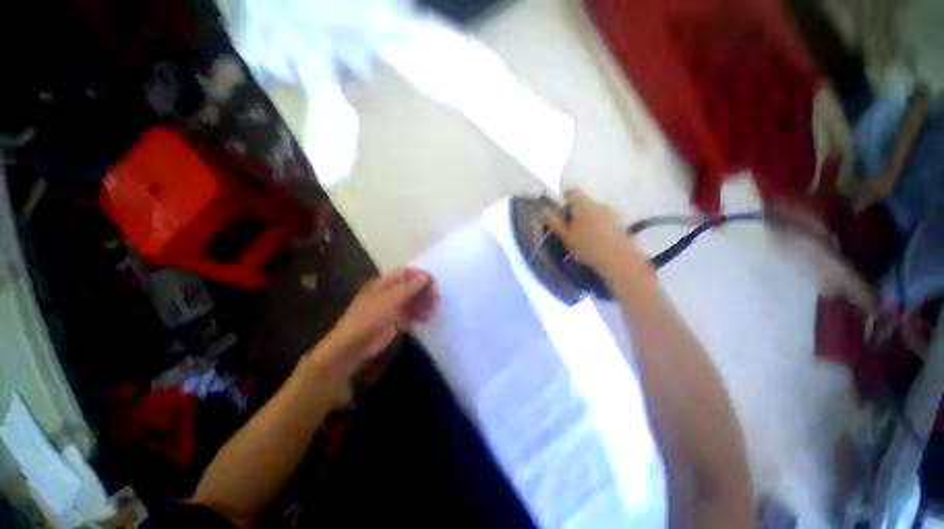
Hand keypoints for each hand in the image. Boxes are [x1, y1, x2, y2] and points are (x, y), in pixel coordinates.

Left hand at [317, 268, 438, 374]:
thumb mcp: (389, 300)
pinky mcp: (394, 321)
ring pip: (412, 301)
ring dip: (423, 304)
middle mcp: (388, 292)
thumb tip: (424, 277)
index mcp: (383, 283)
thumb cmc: (369, 318)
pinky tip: (425, 320)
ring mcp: (391, 307)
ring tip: (433, 311)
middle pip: (410, 287)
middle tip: (437, 298)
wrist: (352, 346)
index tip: (435, 282)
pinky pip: (410, 314)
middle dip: (424, 291)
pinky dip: (419, 315)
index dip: (420, 275)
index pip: (405, 273)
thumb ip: (408, 288)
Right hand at [542, 190, 649, 277]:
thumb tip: (545, 209)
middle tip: (569, 227)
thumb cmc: (587, 246)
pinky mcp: (621, 223)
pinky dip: (598, 226)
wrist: (619, 259)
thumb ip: (555, 221)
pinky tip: (596, 240)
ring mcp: (612, 213)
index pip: (572, 192)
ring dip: (588, 219)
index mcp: (584, 204)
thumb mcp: (566, 236)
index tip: (560, 209)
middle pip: (584, 203)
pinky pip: (605, 220)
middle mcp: (599, 204)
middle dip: (576, 212)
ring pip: (595, 212)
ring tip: (583, 236)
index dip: (565, 198)